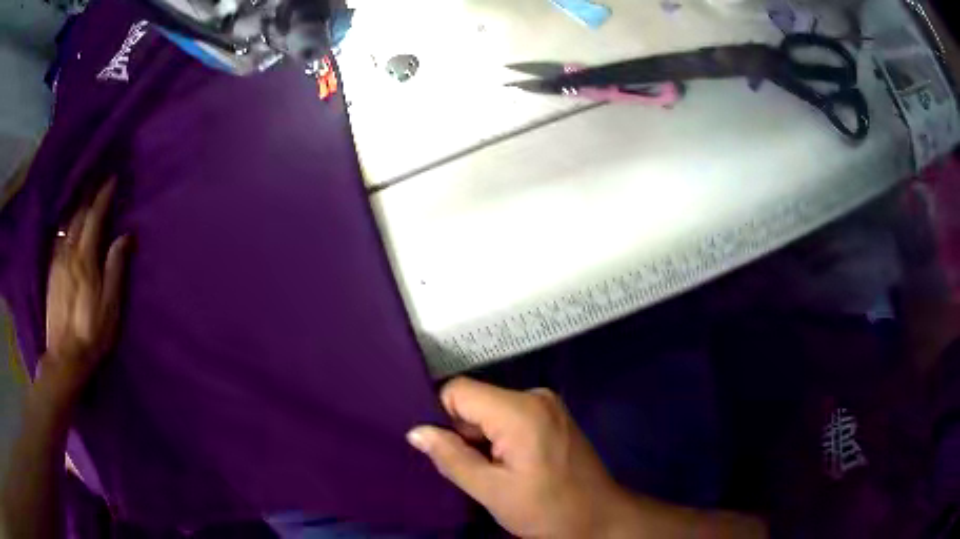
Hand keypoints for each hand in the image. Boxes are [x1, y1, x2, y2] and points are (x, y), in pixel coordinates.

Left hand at [43, 179, 130, 400]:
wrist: (64, 358)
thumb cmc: (92, 334)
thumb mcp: (110, 307)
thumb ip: (115, 268)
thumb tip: (124, 236)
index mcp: (85, 259)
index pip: (94, 217)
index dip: (103, 196)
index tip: (112, 179)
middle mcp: (69, 253)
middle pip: (79, 216)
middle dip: (90, 196)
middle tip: (99, 182)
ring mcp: (57, 262)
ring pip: (67, 225)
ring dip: (77, 207)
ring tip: (85, 198)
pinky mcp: (51, 273)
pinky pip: (58, 239)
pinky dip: (66, 225)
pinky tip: (68, 224)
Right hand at [407, 378, 626, 538]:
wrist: (600, 518)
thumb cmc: (548, 510)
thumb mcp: (493, 491)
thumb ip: (451, 458)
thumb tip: (416, 431)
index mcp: (520, 411)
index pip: (457, 391)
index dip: (440, 417)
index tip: (438, 449)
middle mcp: (534, 396)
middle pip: (475, 401)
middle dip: (461, 433)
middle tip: (467, 470)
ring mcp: (546, 405)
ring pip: (489, 411)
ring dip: (480, 440)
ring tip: (489, 473)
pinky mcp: (551, 416)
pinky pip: (508, 418)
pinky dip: (497, 440)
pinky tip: (505, 466)